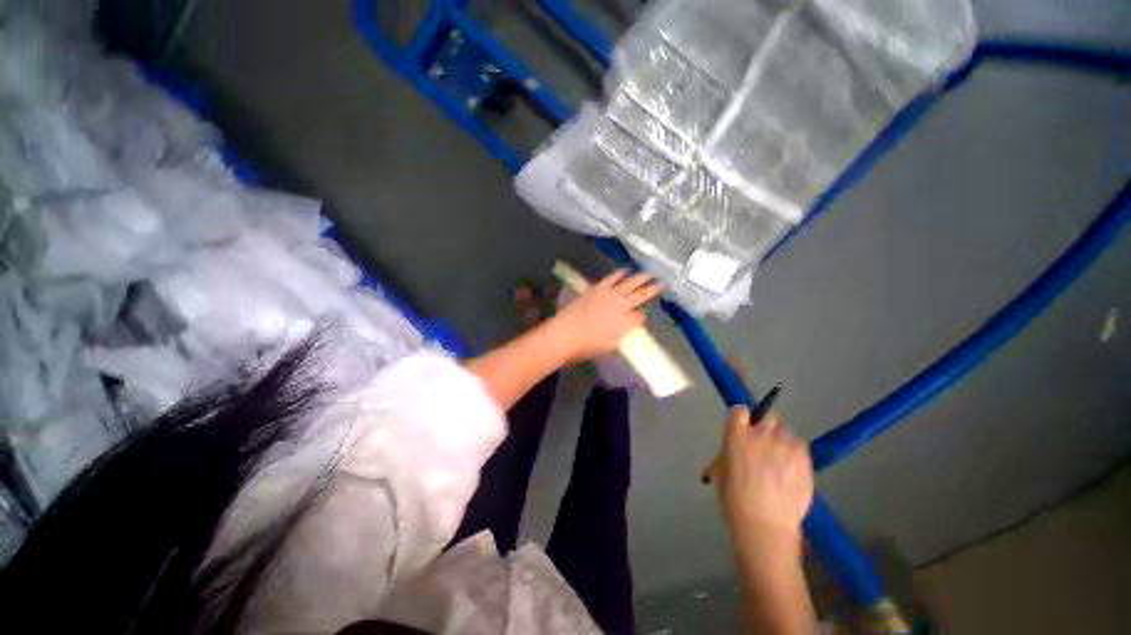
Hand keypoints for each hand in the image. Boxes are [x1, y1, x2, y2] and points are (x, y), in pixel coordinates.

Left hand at [546, 269, 660, 361]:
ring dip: (640, 278)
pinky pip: (611, 278)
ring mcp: (609, 295)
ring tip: (650, 272)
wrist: (567, 333)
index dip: (646, 312)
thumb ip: (624, 330)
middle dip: (652, 289)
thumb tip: (634, 320)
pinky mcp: (597, 289)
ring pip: (629, 284)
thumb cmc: (588, 346)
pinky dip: (619, 274)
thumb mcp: (611, 344)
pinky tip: (625, 270)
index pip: (640, 316)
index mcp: (626, 323)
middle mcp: (621, 306)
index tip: (649, 310)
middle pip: (640, 296)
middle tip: (663, 283)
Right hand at [711, 407, 813, 540]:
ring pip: (787, 432)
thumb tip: (735, 453)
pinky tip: (792, 470)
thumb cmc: (734, 498)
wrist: (765, 524)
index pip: (740, 410)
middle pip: (769, 415)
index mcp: (737, 434)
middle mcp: (762, 433)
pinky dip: (796, 453)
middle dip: (767, 425)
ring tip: (781, 460)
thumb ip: (729, 453)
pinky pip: (801, 447)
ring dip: (783, 440)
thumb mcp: (722, 470)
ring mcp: (786, 445)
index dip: (742, 418)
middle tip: (765, 443)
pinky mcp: (806, 459)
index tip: (742, 428)